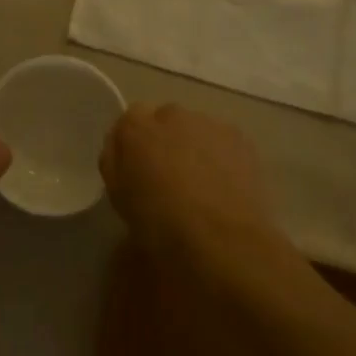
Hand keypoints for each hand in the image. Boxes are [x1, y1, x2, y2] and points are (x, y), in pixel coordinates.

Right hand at [100, 104, 288, 269]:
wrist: (221, 241)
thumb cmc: (160, 226)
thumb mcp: (119, 198)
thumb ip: (115, 163)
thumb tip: (122, 150)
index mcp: (136, 128)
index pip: (130, 119)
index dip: (134, 143)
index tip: (138, 168)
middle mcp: (171, 114)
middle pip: (165, 119)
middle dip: (165, 141)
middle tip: (170, 178)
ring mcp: (208, 123)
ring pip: (196, 129)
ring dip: (194, 147)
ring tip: (202, 186)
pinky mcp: (240, 138)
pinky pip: (222, 141)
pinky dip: (221, 156)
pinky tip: (225, 187)